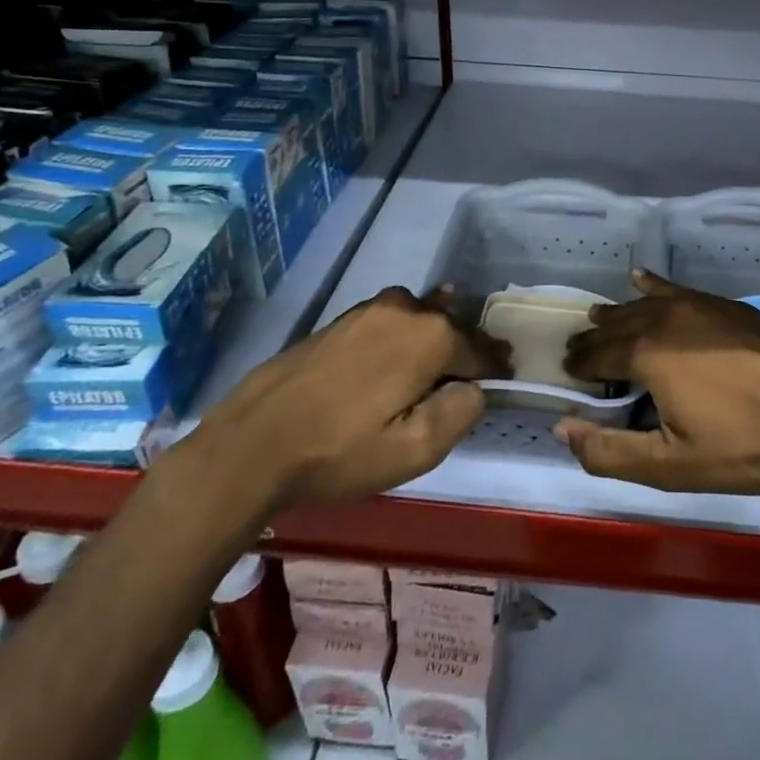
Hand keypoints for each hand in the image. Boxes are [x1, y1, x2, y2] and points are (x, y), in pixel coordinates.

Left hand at [192, 287, 508, 513]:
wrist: (252, 442)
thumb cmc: (339, 451)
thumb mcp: (414, 451)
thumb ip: (461, 412)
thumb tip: (474, 388)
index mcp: (431, 336)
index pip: (480, 349)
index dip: (495, 366)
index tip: (507, 377)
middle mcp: (406, 309)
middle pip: (452, 327)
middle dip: (466, 349)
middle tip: (477, 375)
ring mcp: (371, 309)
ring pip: (420, 320)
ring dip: (435, 339)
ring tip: (442, 362)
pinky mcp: (343, 318)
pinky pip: (392, 322)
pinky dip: (405, 335)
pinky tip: (401, 351)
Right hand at [555, 271, 759, 497]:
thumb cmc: (743, 446)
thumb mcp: (671, 465)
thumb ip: (609, 451)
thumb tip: (562, 428)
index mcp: (648, 355)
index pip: (598, 354)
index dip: (580, 364)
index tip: (567, 372)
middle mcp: (666, 319)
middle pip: (618, 325)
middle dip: (594, 339)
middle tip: (578, 351)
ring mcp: (699, 306)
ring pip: (645, 305)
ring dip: (619, 314)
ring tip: (601, 318)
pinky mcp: (726, 305)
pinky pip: (677, 289)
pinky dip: (654, 286)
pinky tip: (642, 279)